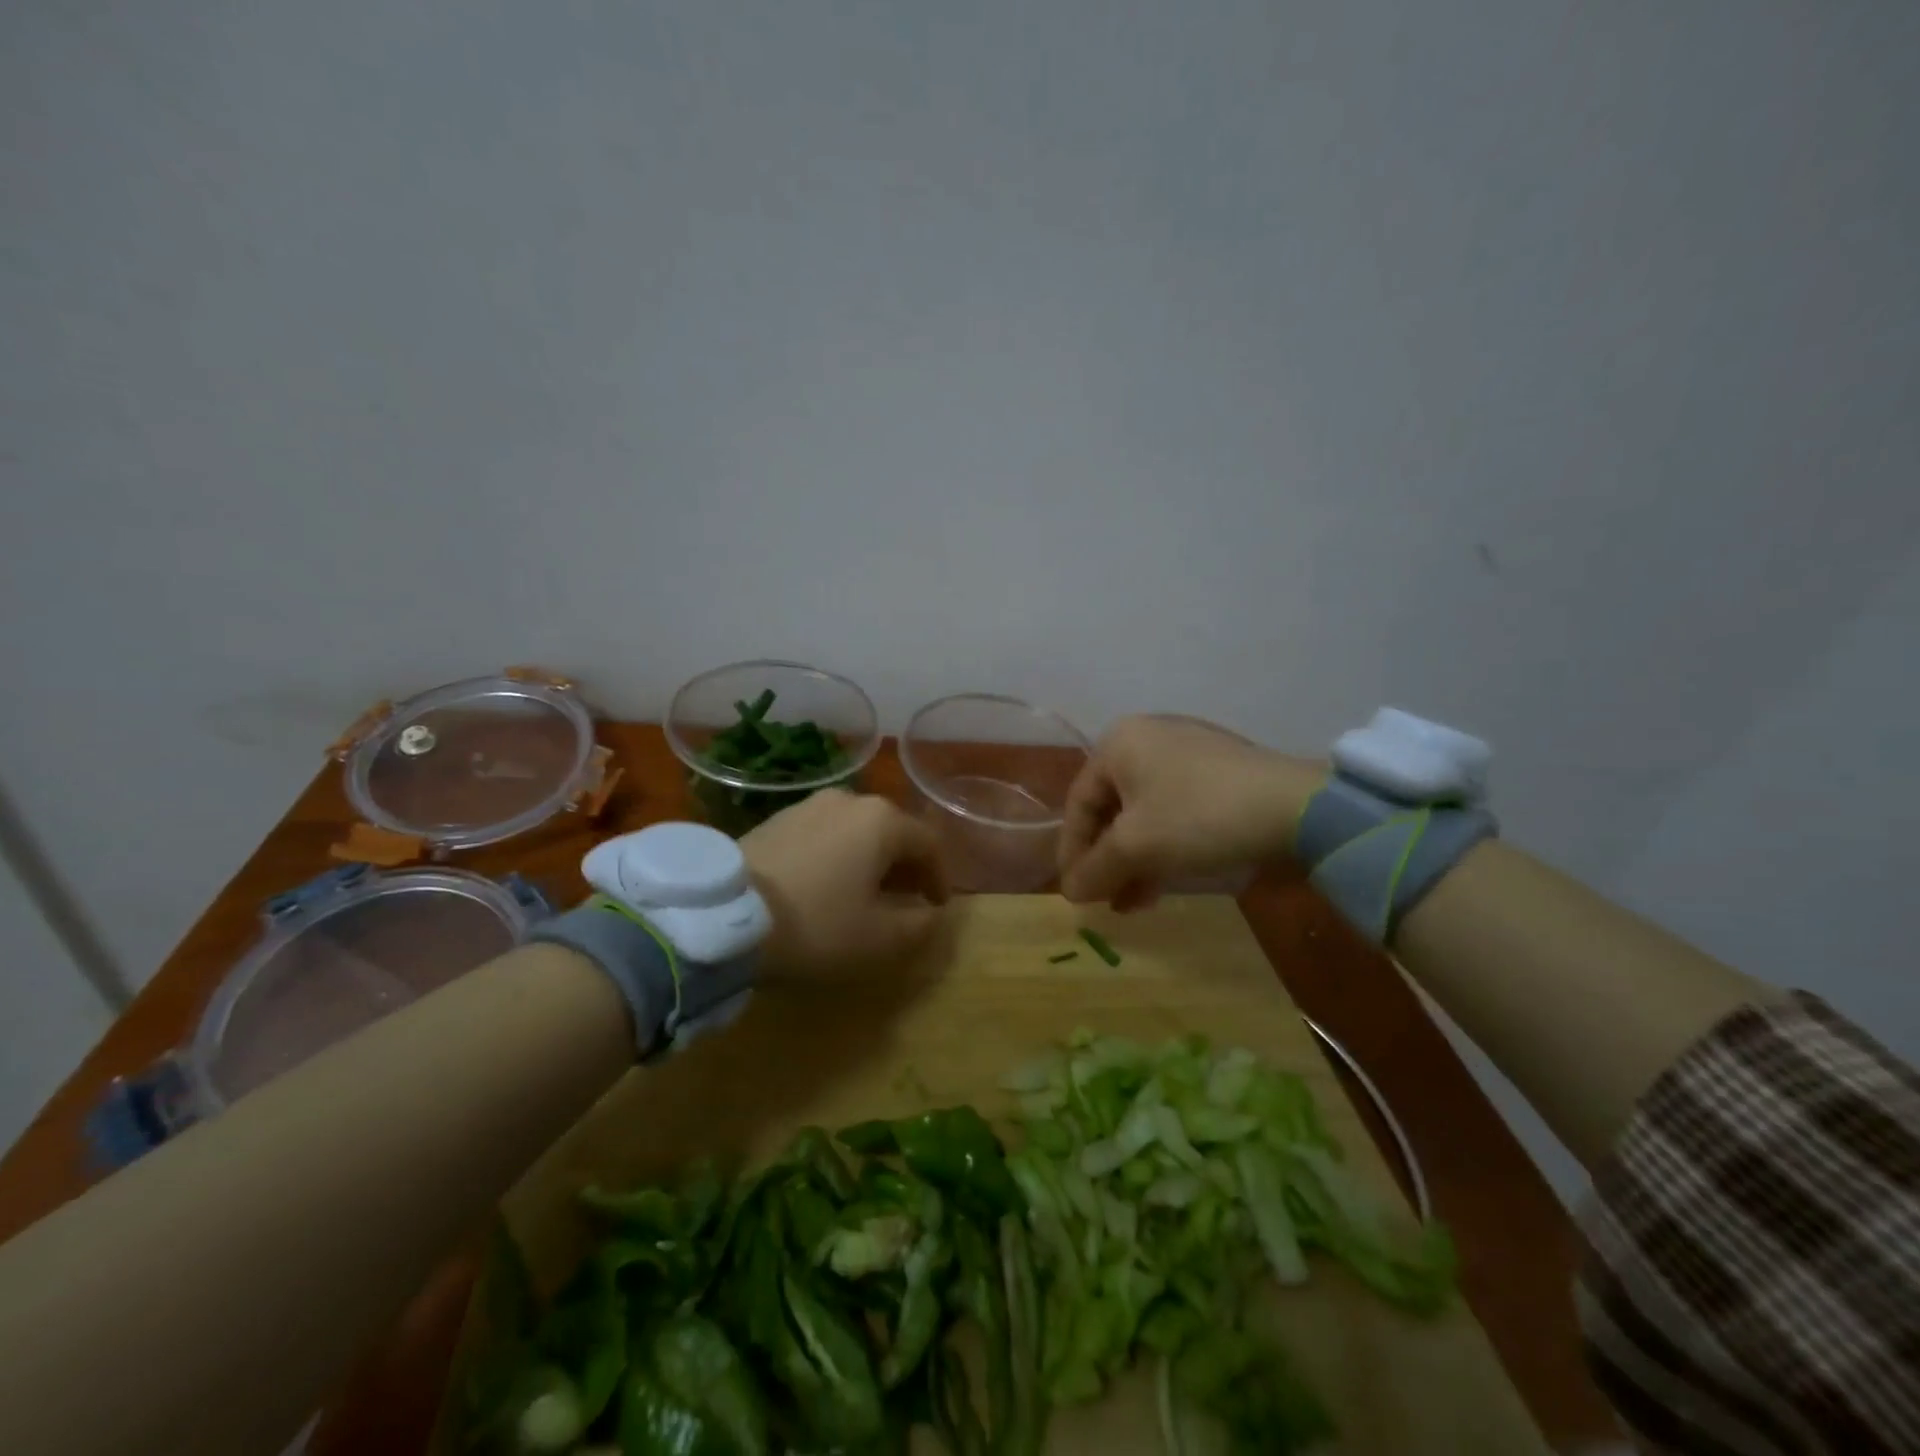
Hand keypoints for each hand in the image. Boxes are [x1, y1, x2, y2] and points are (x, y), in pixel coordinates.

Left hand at [742, 789, 950, 975]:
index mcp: (882, 820)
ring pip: (856, 831)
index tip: (937, 906)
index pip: (928, 843)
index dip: (940, 876)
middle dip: (905, 865)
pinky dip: (837, 856)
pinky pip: (824, 834)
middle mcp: (849, 800)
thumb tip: (930, 913)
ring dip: (869, 859)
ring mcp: (809, 805)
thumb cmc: (816, 924)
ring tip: (864, 893)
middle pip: (892, 831)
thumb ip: (919, 924)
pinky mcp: (776, 818)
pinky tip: (825, 884)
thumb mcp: (879, 939)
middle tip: (905, 899)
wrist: (725, 916)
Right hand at [1058, 715, 1322, 908]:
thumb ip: (1094, 869)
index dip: (1072, 852)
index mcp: (1119, 743)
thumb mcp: (1136, 847)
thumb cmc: (1198, 816)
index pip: (1079, 803)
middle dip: (1107, 859)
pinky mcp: (1220, 773)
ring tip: (1134, 901)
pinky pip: (1176, 811)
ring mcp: (1188, 753)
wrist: (1298, 807)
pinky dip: (1164, 846)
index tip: (1074, 893)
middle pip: (1112, 809)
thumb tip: (1070, 891)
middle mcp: (1149, 739)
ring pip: (1145, 814)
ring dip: (1134, 860)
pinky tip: (1165, 880)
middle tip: (1105, 898)